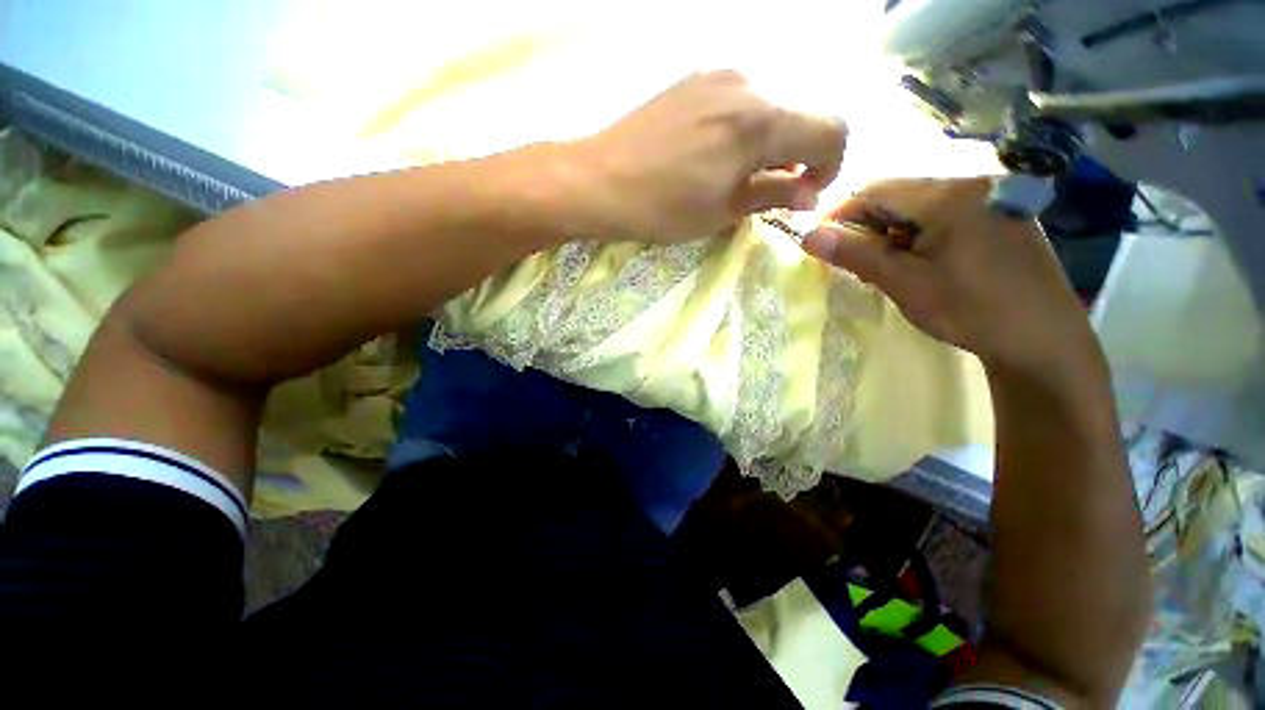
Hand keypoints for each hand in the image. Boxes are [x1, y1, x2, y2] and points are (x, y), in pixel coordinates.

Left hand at [564, 71, 847, 242]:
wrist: (599, 180)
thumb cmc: (662, 207)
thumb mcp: (722, 211)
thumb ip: (773, 195)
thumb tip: (808, 194)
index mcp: (761, 120)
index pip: (832, 130)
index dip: (830, 166)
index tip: (805, 194)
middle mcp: (749, 83)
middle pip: (804, 113)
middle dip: (800, 155)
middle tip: (772, 189)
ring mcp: (719, 74)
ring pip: (773, 104)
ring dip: (773, 141)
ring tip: (742, 174)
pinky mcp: (695, 78)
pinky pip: (742, 98)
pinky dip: (748, 126)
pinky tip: (720, 152)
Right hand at [803, 178, 1097, 373]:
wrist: (1043, 339)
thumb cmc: (970, 310)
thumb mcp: (904, 283)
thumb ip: (855, 254)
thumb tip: (807, 236)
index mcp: (949, 196)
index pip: (875, 190)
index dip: (840, 214)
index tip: (819, 242)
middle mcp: (971, 184)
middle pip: (898, 194)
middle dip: (866, 224)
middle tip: (851, 260)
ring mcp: (990, 198)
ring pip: (919, 205)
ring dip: (891, 231)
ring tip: (885, 266)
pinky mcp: (1000, 215)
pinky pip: (944, 214)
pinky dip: (918, 234)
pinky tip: (919, 261)